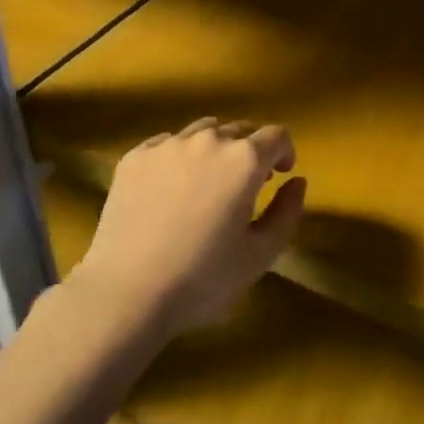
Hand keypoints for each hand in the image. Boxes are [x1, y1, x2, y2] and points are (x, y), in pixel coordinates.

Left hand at [72, 117, 305, 339]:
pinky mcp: (134, 157)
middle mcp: (208, 140)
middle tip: (245, 185)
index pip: (276, 136)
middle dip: (250, 151)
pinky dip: (178, 157)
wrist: (126, 293)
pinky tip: (171, 188)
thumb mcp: (261, 254)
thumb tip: (297, 181)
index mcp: (244, 160)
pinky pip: (166, 144)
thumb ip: (287, 212)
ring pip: (202, 132)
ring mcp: (167, 145)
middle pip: (239, 130)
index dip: (284, 152)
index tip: (280, 175)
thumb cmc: (203, 279)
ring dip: (215, 149)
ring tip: (207, 182)